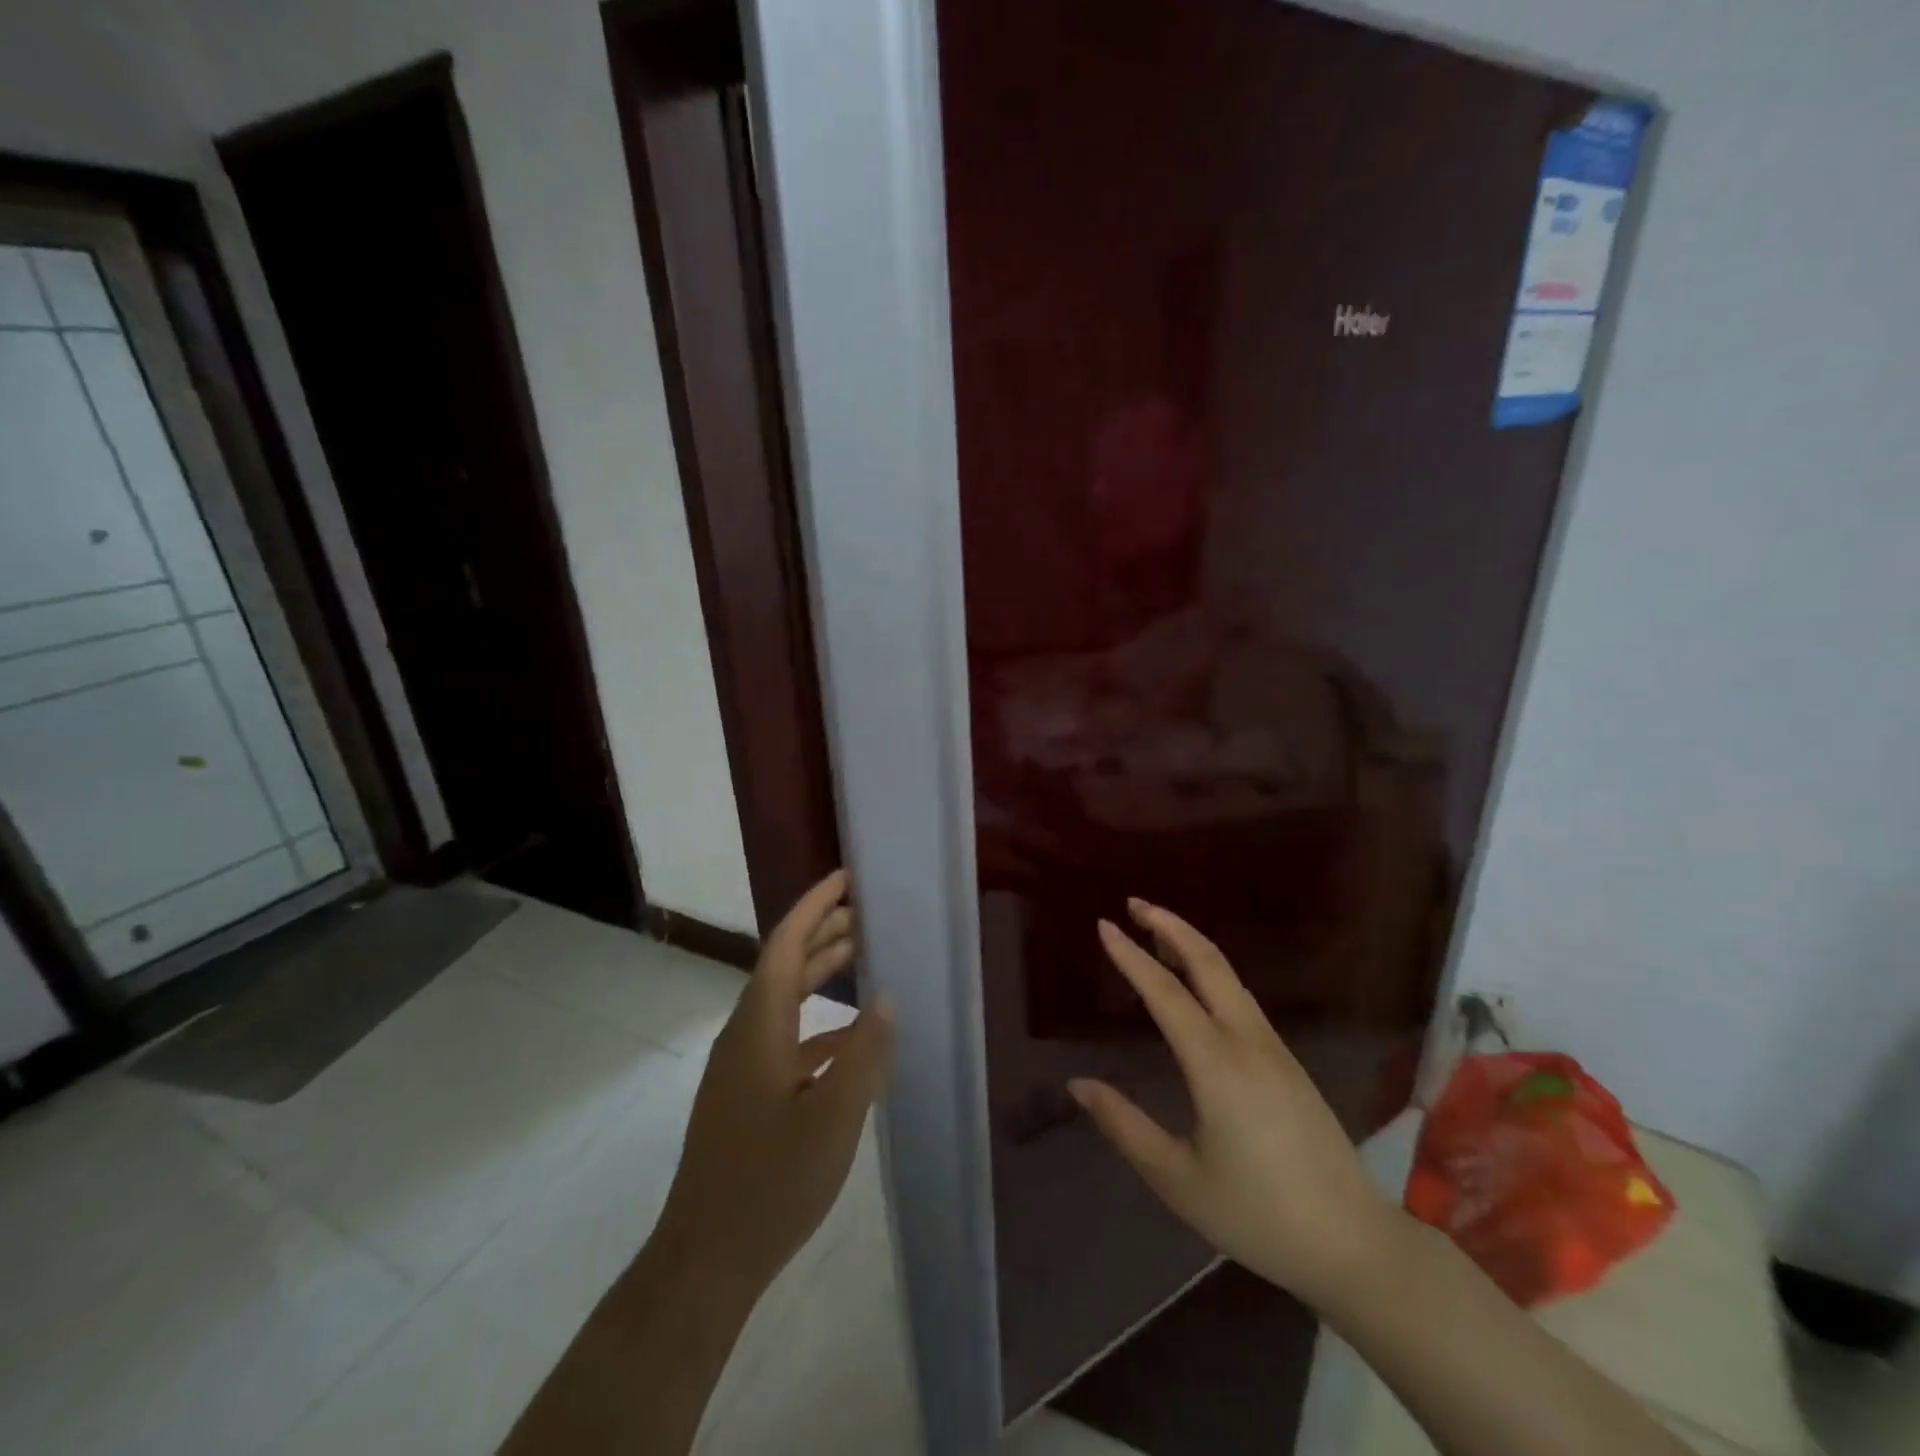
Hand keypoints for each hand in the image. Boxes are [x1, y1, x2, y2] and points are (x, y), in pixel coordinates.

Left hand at [653, 871, 893, 1299]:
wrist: (705, 1260)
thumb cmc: (771, 1183)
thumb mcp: (833, 1117)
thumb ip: (864, 1052)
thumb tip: (884, 997)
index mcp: (759, 1026)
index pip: (785, 945)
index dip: (813, 907)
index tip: (844, 878)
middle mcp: (744, 1035)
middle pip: (783, 966)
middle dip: (822, 934)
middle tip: (865, 913)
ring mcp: (741, 1067)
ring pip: (784, 1002)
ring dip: (820, 976)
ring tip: (862, 958)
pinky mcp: (745, 1096)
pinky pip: (786, 1038)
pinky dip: (819, 1024)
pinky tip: (851, 1040)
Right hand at [1068, 898, 1395, 1311]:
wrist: (1354, 1244)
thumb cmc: (1257, 1215)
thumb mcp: (1177, 1179)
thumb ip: (1124, 1126)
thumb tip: (1077, 1084)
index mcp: (1216, 1064)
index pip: (1165, 992)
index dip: (1131, 956)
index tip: (1104, 924)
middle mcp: (1247, 1041)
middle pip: (1207, 962)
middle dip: (1169, 925)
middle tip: (1133, 903)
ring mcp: (1274, 1048)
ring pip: (1229, 975)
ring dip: (1191, 943)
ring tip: (1157, 930)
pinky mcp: (1288, 1061)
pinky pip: (1242, 997)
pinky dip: (1211, 971)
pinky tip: (1197, 982)